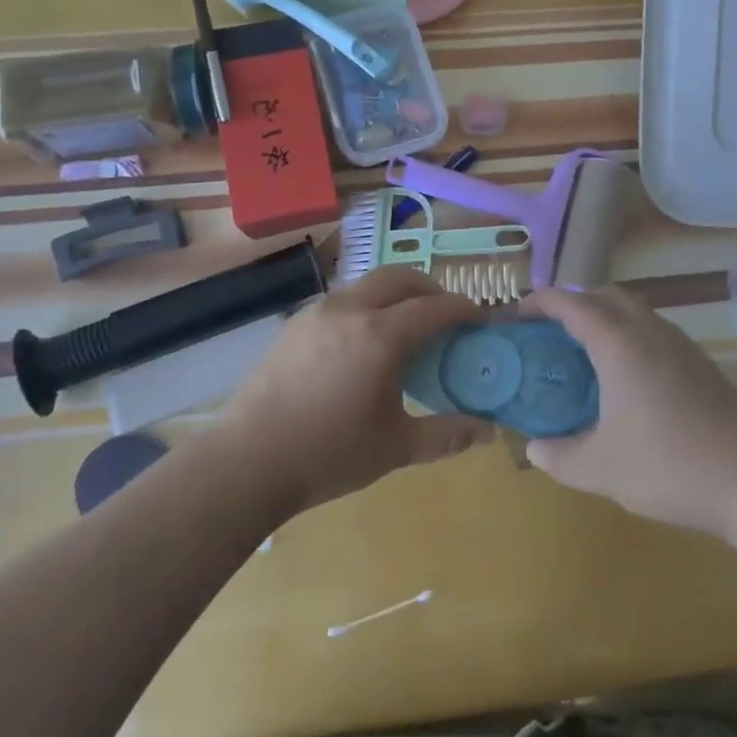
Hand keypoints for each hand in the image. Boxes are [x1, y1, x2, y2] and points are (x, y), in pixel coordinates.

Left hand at [219, 266, 493, 514]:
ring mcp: (319, 311)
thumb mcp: (396, 448)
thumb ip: (446, 434)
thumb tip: (487, 429)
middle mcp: (351, 309)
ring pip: (370, 283)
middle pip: (402, 277)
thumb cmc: (328, 454)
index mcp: (381, 336)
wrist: (249, 460)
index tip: (479, 319)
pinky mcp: (297, 321)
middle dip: (431, 288)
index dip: (463, 309)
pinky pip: (345, 298)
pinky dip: (368, 304)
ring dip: (397, 293)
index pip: (435, 307)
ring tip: (406, 327)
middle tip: (445, 315)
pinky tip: (365, 341)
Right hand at [522, 285, 736, 536]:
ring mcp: (680, 343)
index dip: (538, 302)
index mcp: (618, 343)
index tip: (516, 315)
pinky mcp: (700, 362)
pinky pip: (653, 330)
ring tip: (584, 353)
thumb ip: (559, 457)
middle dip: (573, 303)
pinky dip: (629, 335)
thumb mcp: (600, 469)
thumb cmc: (668, 465)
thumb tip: (535, 449)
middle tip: (549, 332)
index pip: (570, 303)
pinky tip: (627, 378)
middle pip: (604, 295)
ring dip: (604, 317)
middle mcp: (648, 330)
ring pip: (634, 310)